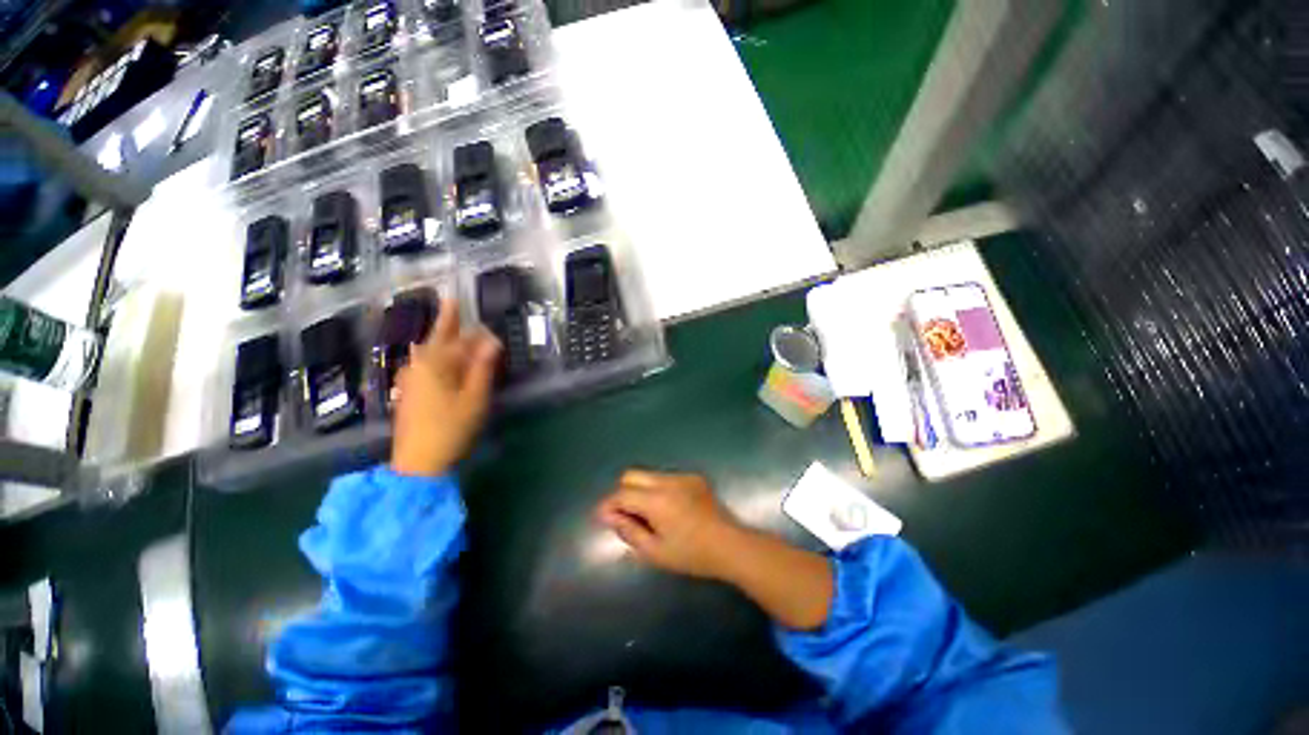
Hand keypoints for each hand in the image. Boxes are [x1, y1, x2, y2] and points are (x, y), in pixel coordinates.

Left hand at [390, 298, 500, 477]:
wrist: (418, 462)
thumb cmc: (452, 427)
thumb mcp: (475, 397)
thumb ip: (482, 366)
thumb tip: (492, 341)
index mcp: (435, 363)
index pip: (456, 336)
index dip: (467, 325)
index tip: (471, 309)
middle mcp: (418, 365)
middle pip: (437, 338)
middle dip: (447, 322)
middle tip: (452, 302)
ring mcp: (410, 379)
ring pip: (429, 352)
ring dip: (442, 339)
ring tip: (451, 329)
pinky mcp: (408, 392)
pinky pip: (425, 365)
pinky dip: (437, 356)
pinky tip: (440, 359)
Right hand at [595, 470, 742, 579]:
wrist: (729, 545)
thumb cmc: (691, 554)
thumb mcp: (655, 552)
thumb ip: (629, 531)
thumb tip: (609, 516)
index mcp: (656, 500)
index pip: (622, 493)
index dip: (609, 505)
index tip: (603, 517)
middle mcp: (667, 481)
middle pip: (632, 475)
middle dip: (623, 492)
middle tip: (625, 515)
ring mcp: (682, 476)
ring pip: (649, 475)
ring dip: (641, 490)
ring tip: (649, 515)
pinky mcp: (693, 477)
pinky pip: (666, 478)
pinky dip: (659, 489)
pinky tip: (670, 509)